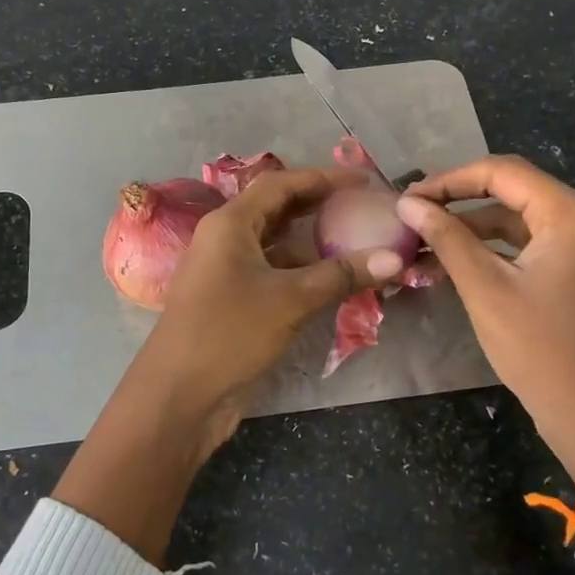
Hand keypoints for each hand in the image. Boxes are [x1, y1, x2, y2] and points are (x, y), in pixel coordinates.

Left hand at [54, 167, 403, 563]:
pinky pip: (274, 273)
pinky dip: (303, 272)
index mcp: (230, 223)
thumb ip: (341, 275)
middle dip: (319, 206)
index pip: (280, 184)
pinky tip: (335, 281)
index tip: (363, 181)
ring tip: (358, 242)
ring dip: (314, 243)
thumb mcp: (290, 300)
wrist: (179, 396)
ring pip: (277, 244)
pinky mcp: (233, 301)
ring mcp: (227, 271)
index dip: (323, 178)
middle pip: (277, 209)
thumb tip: (395, 259)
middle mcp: (226, 239)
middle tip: (363, 207)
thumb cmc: (229, 333)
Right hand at [395, 156, 574, 494]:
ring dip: (469, 228)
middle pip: (509, 190)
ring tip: (422, 243)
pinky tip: (451, 263)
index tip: (407, 198)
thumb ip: (446, 237)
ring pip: (514, 218)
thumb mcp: (484, 287)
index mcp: (569, 213)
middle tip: (411, 215)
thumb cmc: (538, 347)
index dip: (449, 180)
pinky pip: (525, 243)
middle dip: (457, 201)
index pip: (501, 172)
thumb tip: (406, 204)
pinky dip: (489, 249)